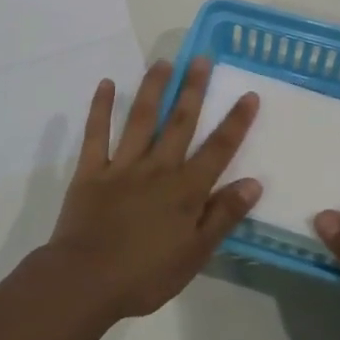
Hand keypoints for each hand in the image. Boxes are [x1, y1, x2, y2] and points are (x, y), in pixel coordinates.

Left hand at [44, 56, 261, 319]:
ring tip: (163, 62)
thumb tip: (254, 182)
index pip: (218, 149)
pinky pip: (96, 134)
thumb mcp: (195, 254)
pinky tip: (106, 83)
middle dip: (193, 89)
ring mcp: (122, 166)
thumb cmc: (145, 275)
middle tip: (201, 58)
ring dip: (153, 88)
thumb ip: (223, 216)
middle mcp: (157, 168)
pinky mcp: (91, 171)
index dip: (236, 122)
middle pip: (179, 122)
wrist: (85, 282)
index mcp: (185, 190)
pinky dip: (100, 108)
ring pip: (141, 119)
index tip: (248, 94)